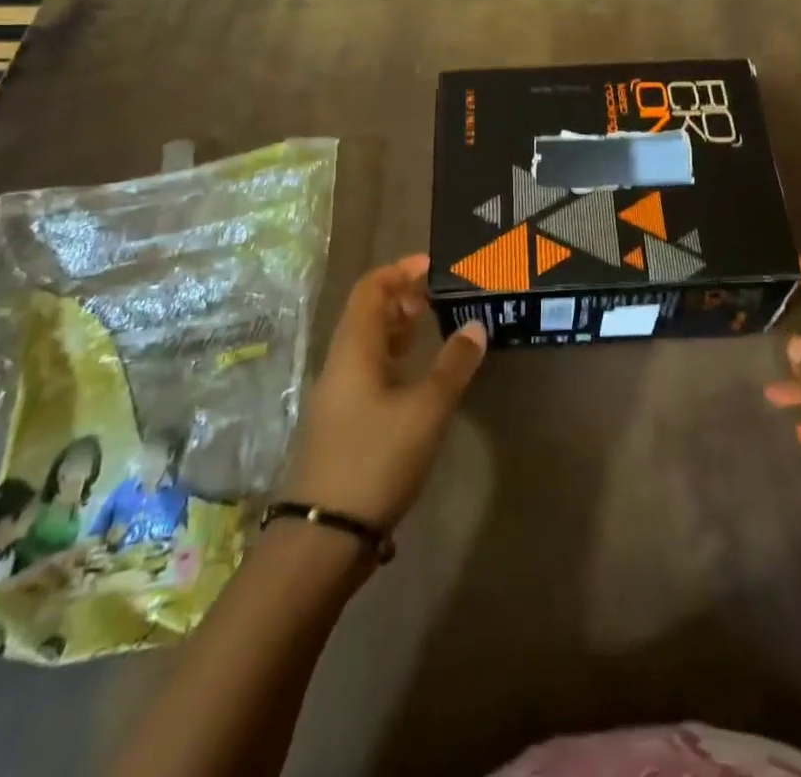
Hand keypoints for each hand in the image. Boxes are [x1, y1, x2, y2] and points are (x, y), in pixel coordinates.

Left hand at [280, 254, 486, 531]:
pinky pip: (367, 369)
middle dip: (400, 296)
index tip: (431, 264)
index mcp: (354, 349)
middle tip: (436, 295)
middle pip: (366, 313)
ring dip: (396, 327)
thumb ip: (454, 365)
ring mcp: (337, 394)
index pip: (370, 289)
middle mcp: (340, 363)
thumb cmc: (376, 459)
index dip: (399, 270)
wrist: (324, 537)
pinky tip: (415, 374)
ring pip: (366, 343)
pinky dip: (392, 357)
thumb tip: (476, 326)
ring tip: (430, 324)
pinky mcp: (342, 421)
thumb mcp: (426, 410)